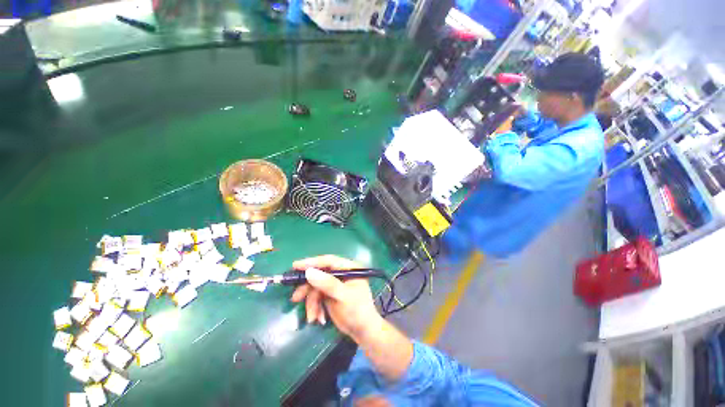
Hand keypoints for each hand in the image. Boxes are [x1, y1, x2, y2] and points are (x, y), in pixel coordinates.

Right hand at [290, 255, 382, 339]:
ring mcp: (335, 284)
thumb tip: (309, 272)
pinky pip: (317, 297)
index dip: (312, 262)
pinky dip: (315, 307)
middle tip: (295, 298)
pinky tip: (319, 318)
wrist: (363, 332)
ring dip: (312, 303)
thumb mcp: (343, 296)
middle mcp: (341, 273)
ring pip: (315, 287)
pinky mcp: (330, 294)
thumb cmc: (357, 311)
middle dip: (308, 288)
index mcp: (349, 268)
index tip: (295, 266)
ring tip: (312, 317)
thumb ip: (328, 284)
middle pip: (319, 274)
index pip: (329, 261)